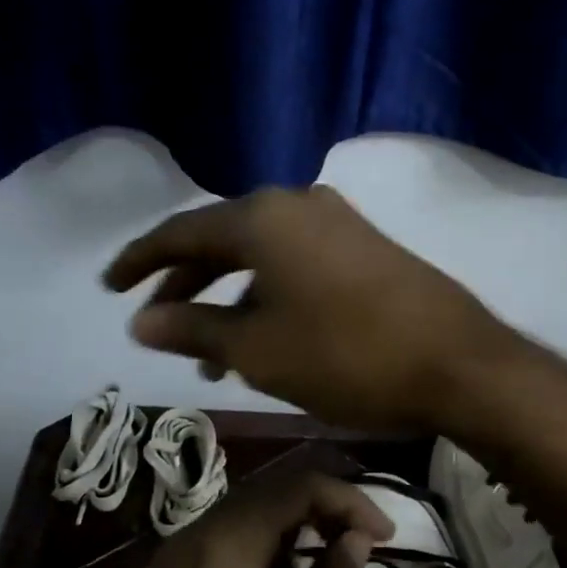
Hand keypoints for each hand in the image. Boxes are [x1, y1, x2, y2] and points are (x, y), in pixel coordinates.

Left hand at [67, 466, 392, 567]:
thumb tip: (357, 539)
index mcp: (224, 546)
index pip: (298, 487)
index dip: (349, 500)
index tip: (386, 535)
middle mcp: (190, 537)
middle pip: (267, 495)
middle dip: (321, 512)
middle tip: (362, 548)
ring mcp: (165, 563)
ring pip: (240, 521)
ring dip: (288, 536)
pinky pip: (214, 549)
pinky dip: (255, 556)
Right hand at [103, 186, 522, 431]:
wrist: (458, 362)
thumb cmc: (347, 356)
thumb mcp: (258, 351)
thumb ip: (194, 329)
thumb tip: (141, 321)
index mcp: (264, 218)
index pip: (182, 232)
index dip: (139, 261)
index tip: (108, 287)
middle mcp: (300, 205)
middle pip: (223, 239)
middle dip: (187, 283)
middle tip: (159, 323)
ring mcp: (340, 223)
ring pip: (263, 255)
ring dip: (232, 298)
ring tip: (212, 355)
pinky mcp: (368, 247)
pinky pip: (299, 263)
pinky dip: (271, 295)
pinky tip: (267, 337)